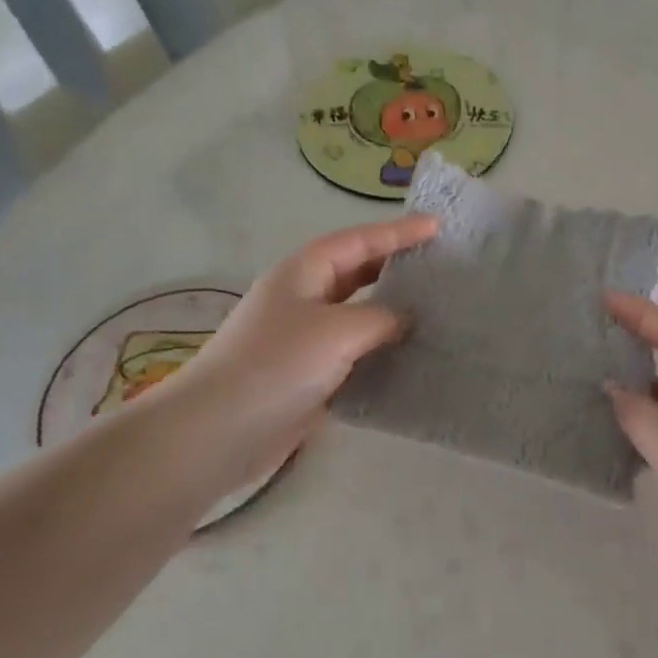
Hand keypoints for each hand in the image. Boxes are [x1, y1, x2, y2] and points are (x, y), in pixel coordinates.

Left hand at [154, 216, 437, 512]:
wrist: (218, 430)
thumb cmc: (277, 364)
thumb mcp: (337, 330)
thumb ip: (380, 318)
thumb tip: (404, 319)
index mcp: (304, 271)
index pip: (360, 241)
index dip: (399, 232)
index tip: (438, 227)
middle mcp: (304, 297)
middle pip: (357, 271)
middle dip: (395, 266)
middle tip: (439, 266)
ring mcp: (304, 337)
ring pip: (357, 313)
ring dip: (391, 312)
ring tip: (435, 310)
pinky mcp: (307, 373)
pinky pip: (353, 351)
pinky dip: (380, 350)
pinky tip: (409, 357)